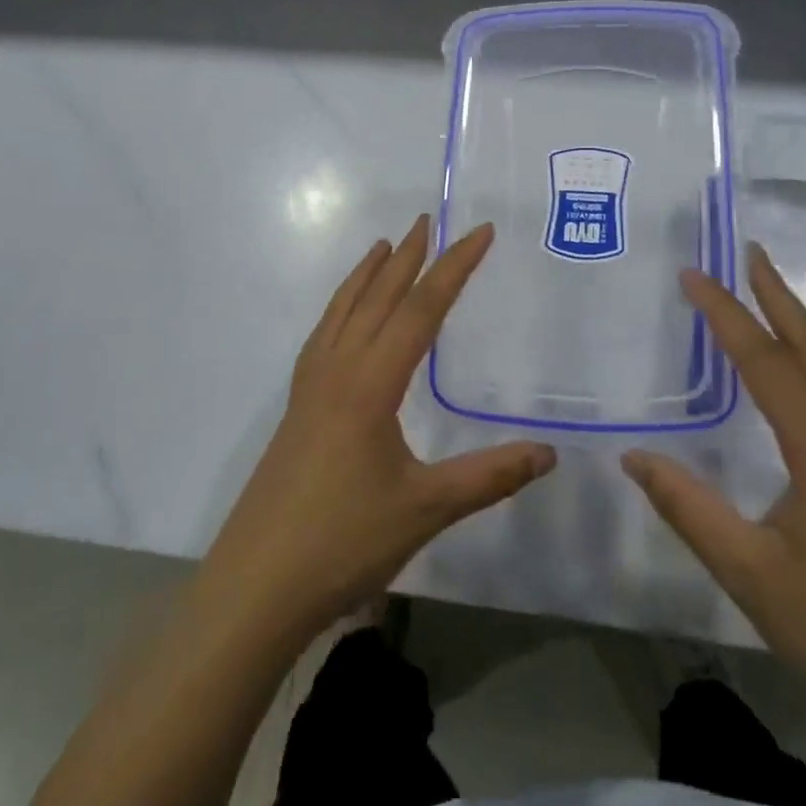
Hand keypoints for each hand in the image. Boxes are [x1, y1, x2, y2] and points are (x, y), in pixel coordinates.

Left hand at [194, 216, 555, 652]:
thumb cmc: (343, 541)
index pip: (421, 310)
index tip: (480, 232)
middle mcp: (338, 370)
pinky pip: (323, 335)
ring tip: (385, 246)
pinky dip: (341, 307)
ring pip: (343, 312)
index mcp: (371, 383)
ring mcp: (311, 388)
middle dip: (408, 257)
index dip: (454, 267)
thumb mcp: (426, 508)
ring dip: (367, 275)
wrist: (256, 586)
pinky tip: (345, 317)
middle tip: (428, 220)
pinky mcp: (297, 408)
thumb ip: (489, 476)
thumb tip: (549, 453)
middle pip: (378, 298)